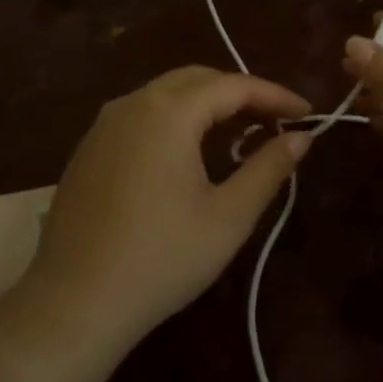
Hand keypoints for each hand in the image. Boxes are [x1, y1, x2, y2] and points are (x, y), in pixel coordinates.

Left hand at [16, 66, 309, 357]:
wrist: (75, 302)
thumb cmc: (162, 258)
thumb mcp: (228, 216)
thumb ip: (268, 168)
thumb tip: (300, 138)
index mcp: (169, 112)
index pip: (234, 85)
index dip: (275, 96)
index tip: (307, 113)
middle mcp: (133, 103)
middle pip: (197, 79)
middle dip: (240, 92)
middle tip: (275, 119)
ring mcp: (104, 124)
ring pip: (165, 94)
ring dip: (206, 103)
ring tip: (239, 131)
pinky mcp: (88, 148)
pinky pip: (141, 115)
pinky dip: (174, 119)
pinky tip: (188, 152)